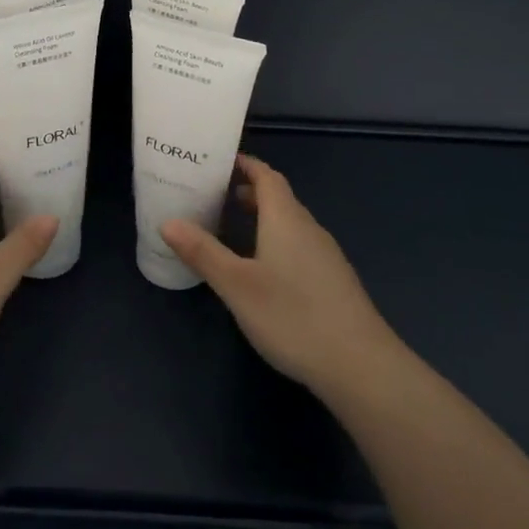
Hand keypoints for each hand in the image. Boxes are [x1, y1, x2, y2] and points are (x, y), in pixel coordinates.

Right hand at [162, 154, 402, 402]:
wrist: (361, 366)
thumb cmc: (293, 316)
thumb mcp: (237, 285)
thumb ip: (202, 252)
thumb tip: (167, 221)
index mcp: (285, 218)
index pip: (266, 175)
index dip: (244, 164)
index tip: (217, 162)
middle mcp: (308, 228)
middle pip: (278, 197)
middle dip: (247, 191)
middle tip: (213, 196)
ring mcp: (325, 255)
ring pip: (289, 223)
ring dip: (261, 218)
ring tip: (230, 229)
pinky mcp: (332, 281)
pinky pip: (298, 245)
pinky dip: (275, 240)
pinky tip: (262, 269)